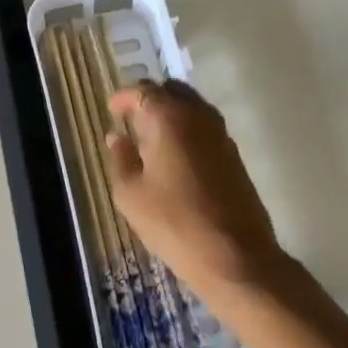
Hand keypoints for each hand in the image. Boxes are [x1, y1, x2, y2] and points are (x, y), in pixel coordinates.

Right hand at [106, 80, 287, 296]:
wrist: (236, 257)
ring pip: (192, 107)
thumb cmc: (175, 223)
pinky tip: (176, 158)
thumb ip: (121, 159)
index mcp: (168, 118)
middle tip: (131, 121)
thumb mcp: (131, 195)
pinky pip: (205, 127)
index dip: (123, 98)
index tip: (111, 111)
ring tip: (152, 140)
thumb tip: (116, 137)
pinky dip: (187, 130)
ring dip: (171, 114)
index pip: (142, 91)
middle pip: (171, 90)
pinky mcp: (234, 154)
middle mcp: (198, 115)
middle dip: (149, 100)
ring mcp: (221, 133)